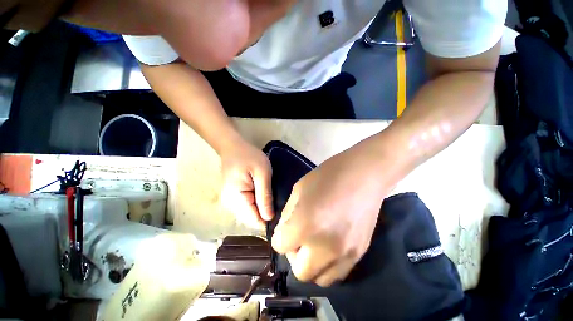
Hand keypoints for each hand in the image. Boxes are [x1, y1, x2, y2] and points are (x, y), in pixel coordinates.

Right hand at [220, 141, 273, 229]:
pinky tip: (263, 196)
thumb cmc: (249, 157)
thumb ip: (265, 196)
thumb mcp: (262, 174)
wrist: (233, 147)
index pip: (253, 220)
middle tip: (278, 202)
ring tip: (271, 197)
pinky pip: (247, 208)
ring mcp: (229, 202)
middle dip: (265, 214)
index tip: (281, 212)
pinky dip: (256, 205)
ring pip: (249, 215)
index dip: (268, 220)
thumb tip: (269, 218)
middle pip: (251, 219)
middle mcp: (229, 205)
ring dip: (261, 209)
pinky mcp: (232, 199)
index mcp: (235, 199)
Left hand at [271, 144, 387, 286]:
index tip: (287, 226)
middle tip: (299, 236)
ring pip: (320, 279)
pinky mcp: (360, 254)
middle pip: (299, 271)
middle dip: (294, 254)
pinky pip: (338, 273)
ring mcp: (346, 255)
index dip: (280, 236)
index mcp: (305, 226)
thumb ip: (288, 214)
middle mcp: (324, 248)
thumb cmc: (327, 176)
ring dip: (311, 264)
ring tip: (314, 243)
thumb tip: (285, 229)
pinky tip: (329, 244)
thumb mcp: (299, 189)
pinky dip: (327, 265)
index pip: (280, 246)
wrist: (364, 174)